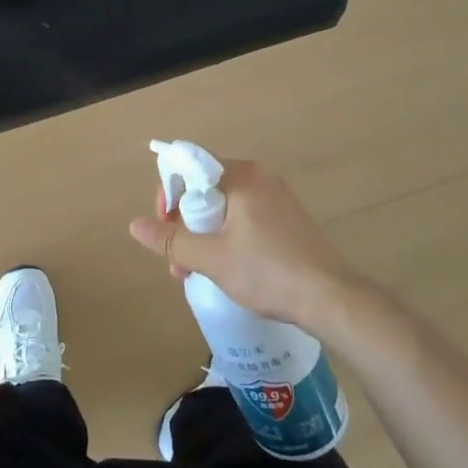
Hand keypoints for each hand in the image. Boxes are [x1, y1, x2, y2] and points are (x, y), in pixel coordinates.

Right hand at [127, 159, 355, 327]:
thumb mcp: (213, 258)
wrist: (332, 299)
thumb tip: (134, 225)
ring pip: (224, 206)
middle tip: (178, 261)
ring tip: (195, 272)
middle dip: (185, 223)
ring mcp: (277, 197)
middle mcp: (260, 177)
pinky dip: (227, 236)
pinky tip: (225, 267)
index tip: (164, 228)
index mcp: (241, 176)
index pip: (190, 168)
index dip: (169, 195)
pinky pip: (245, 216)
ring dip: (203, 234)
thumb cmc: (268, 272)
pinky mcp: (288, 218)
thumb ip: (172, 241)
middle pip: (206, 188)